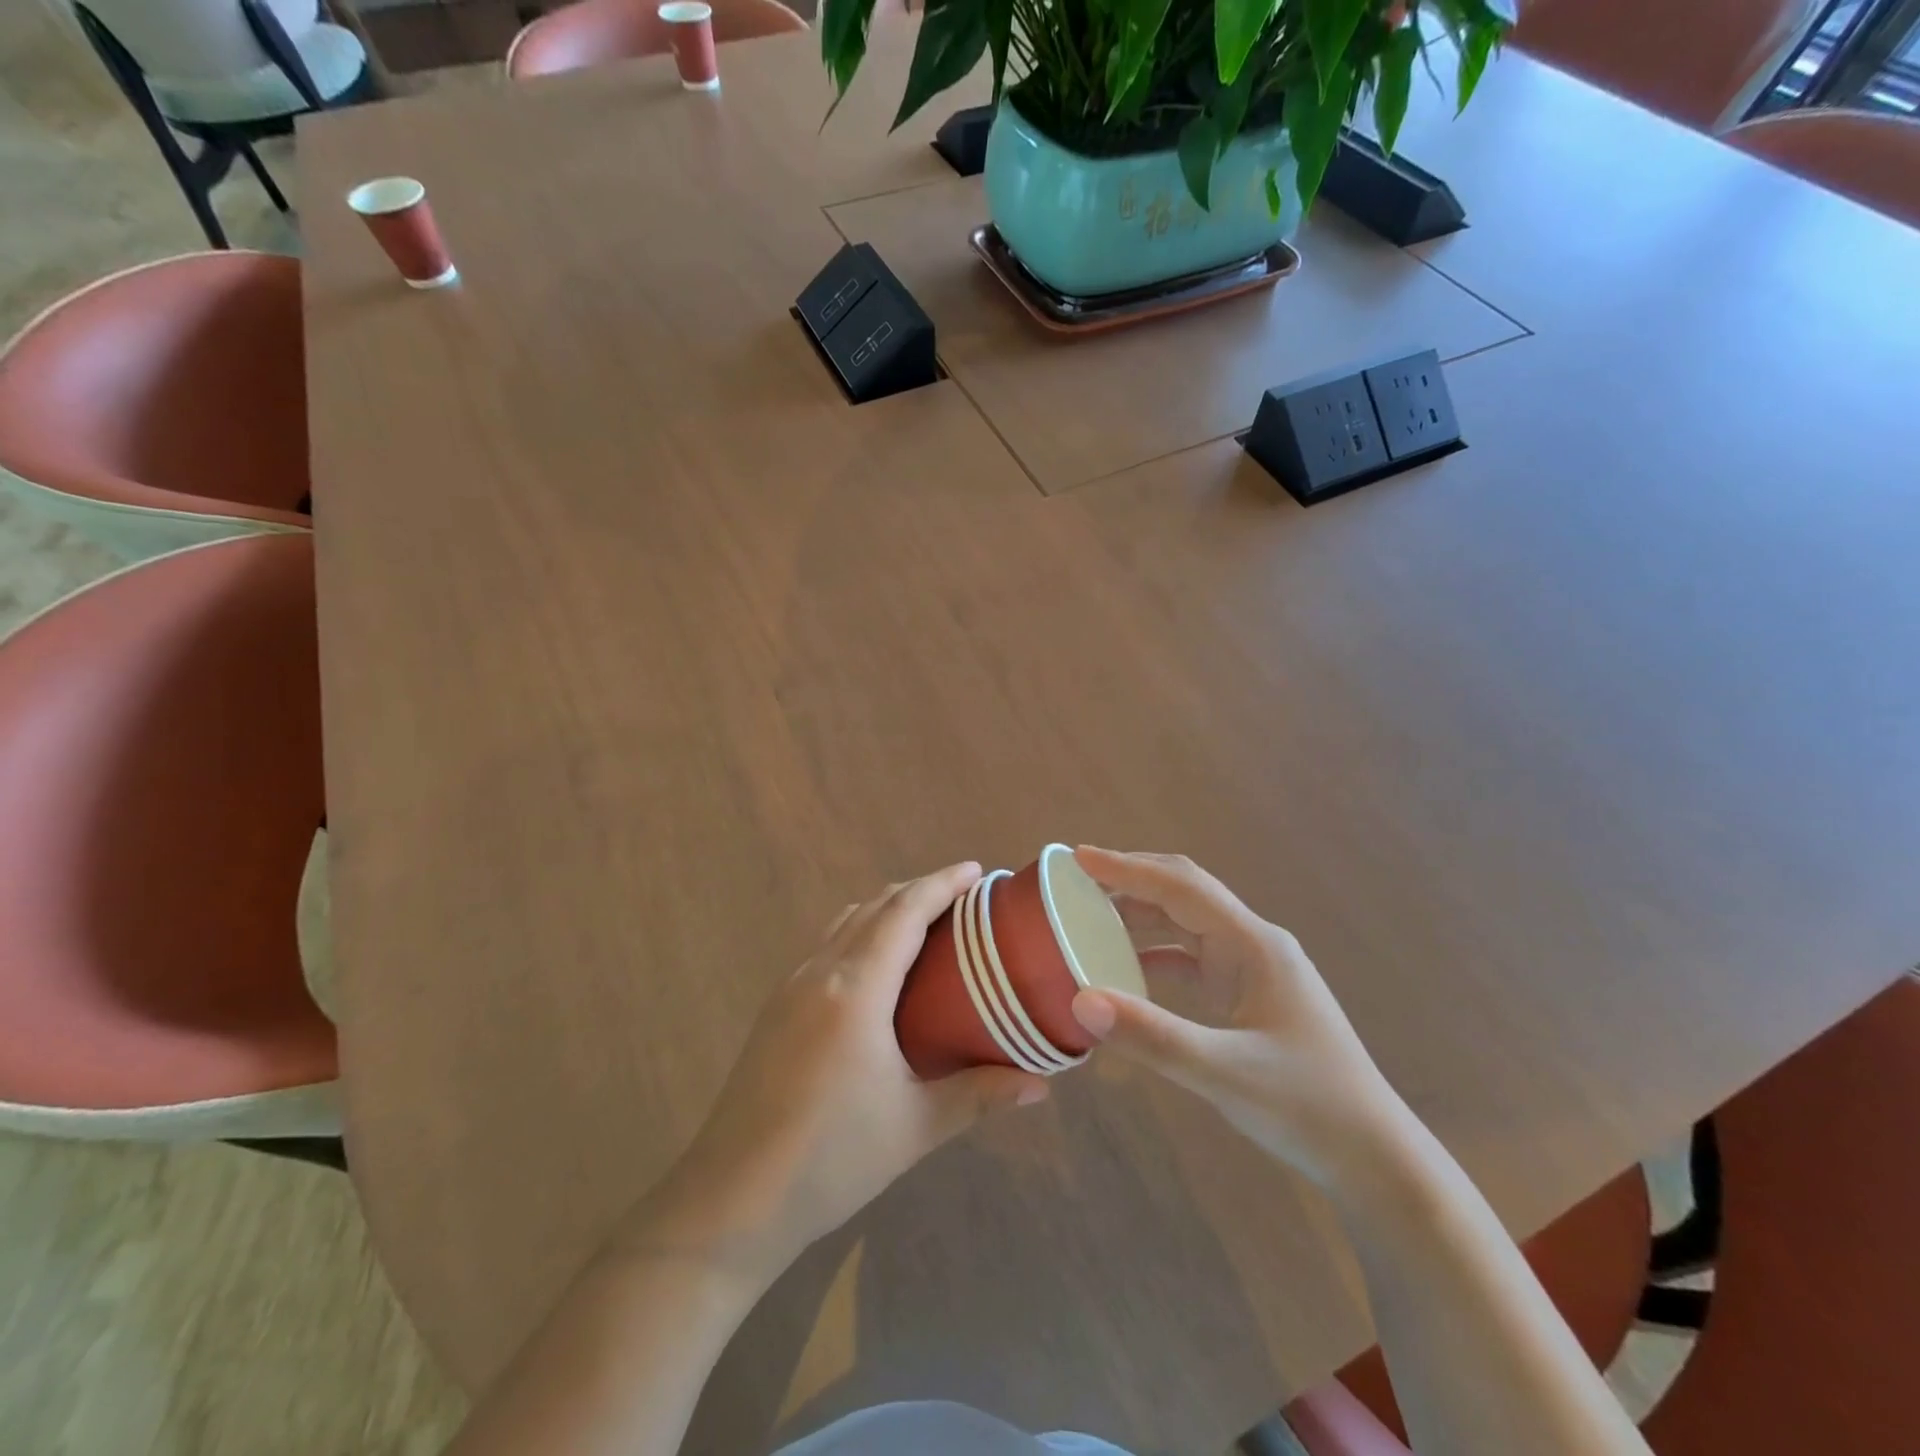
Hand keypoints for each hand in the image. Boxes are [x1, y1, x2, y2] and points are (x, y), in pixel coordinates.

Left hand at [634, 863, 1048, 1285]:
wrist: (732, 1197)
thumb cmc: (831, 1158)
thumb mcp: (915, 1127)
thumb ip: (980, 1095)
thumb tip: (1042, 1085)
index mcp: (856, 988)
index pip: (904, 912)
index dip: (941, 884)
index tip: (976, 870)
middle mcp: (820, 972)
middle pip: (875, 906)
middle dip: (919, 890)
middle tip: (963, 898)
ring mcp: (791, 986)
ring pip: (846, 921)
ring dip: (886, 907)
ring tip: (925, 921)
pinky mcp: (776, 1006)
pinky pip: (827, 945)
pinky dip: (861, 931)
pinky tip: (877, 965)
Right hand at [1069, 847, 1410, 1189]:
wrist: (1374, 1158)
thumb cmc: (1307, 1108)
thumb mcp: (1225, 1074)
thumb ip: (1152, 1037)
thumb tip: (1080, 1001)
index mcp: (1254, 944)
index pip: (1181, 887)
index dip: (1128, 868)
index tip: (1080, 857)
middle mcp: (1254, 943)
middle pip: (1185, 893)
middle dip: (1132, 880)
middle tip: (1078, 881)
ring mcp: (1254, 969)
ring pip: (1188, 924)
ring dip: (1142, 915)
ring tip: (1092, 916)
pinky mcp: (1250, 995)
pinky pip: (1193, 958)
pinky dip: (1156, 955)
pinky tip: (1128, 970)